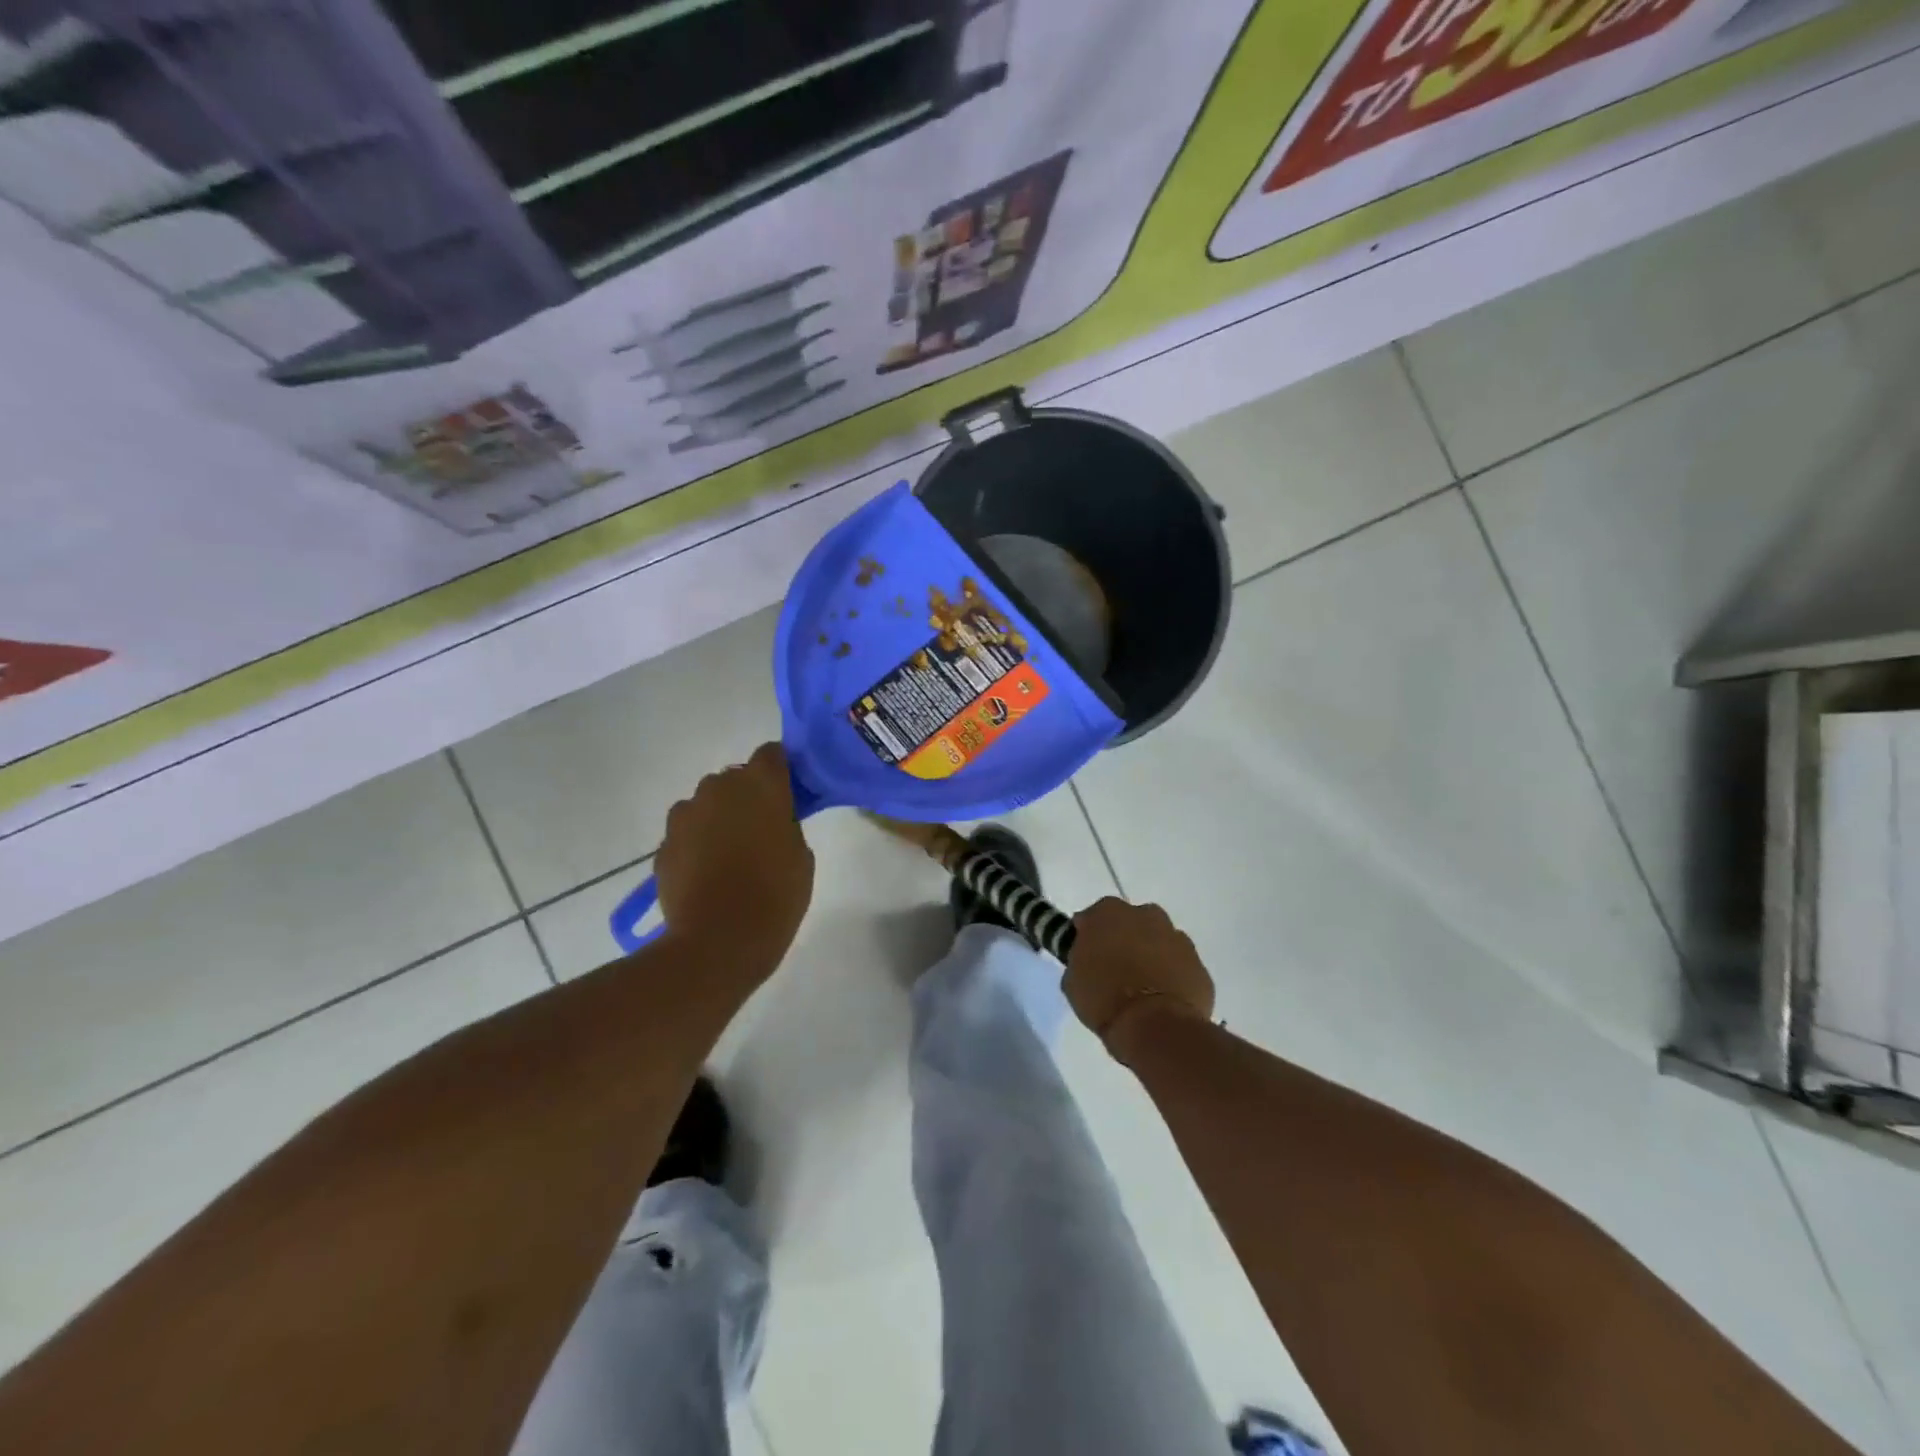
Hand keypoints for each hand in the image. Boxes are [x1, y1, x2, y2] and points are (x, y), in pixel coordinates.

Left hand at [654, 742, 814, 975]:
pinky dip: (696, 844)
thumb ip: (786, 824)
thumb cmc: (775, 896)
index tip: (787, 793)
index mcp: (761, 785)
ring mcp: (685, 815)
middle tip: (760, 829)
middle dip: (746, 797)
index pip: (771, 754)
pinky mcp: (664, 843)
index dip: (779, 771)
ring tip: (729, 855)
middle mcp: (719, 788)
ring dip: (717, 818)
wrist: (718, 942)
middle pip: (734, 779)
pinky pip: (686, 833)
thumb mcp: (801, 856)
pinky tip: (707, 874)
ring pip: (706, 804)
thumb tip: (772, 820)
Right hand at [1065, 898, 1214, 1062]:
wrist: (1155, 1026)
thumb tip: (1088, 955)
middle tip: (1116, 969)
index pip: (1094, 917)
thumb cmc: (1104, 999)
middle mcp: (1146, 915)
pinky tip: (1163, 999)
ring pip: (1160, 941)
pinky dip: (1173, 976)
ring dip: (1152, 956)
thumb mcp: (1073, 980)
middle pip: (1132, 922)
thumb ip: (1081, 958)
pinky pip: (1180, 966)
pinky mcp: (1199, 965)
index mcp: (1109, 913)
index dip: (1090, 936)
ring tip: (1143, 987)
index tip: (1087, 957)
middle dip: (1125, 940)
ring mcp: (1177, 938)